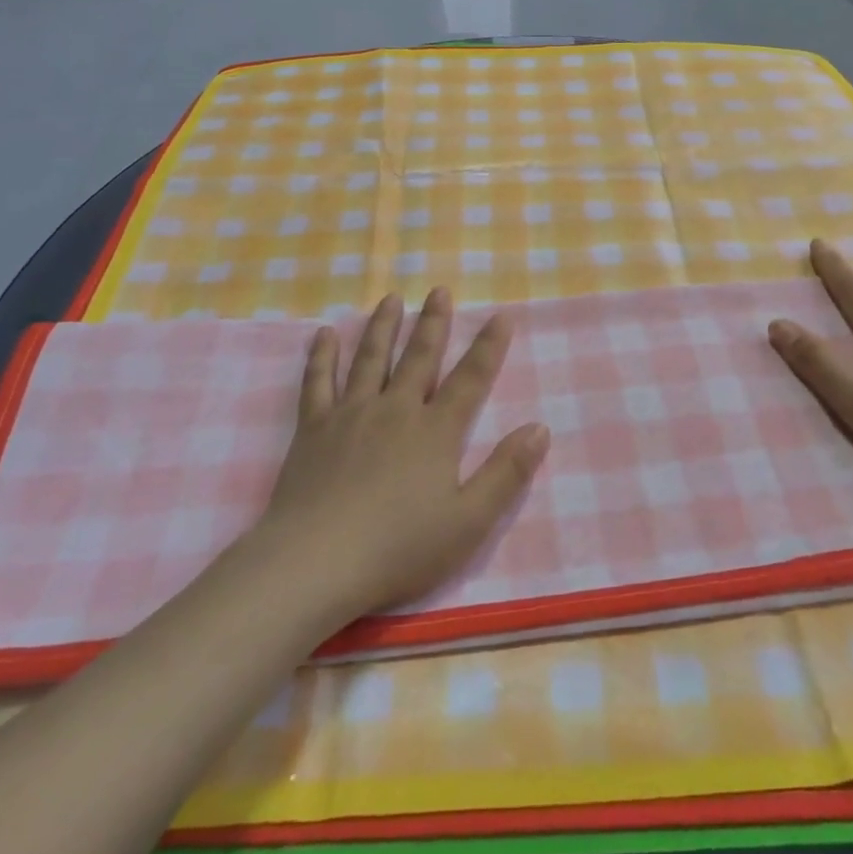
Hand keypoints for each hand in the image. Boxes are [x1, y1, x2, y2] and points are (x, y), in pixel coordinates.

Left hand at [254, 288, 549, 618]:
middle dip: (433, 322)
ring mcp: (350, 413)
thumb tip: (540, 428)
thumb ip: (506, 473)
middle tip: (439, 291)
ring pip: (369, 358)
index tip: (501, 316)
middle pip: (419, 357)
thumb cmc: (398, 548)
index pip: (470, 379)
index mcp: (435, 431)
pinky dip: (321, 356)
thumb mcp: (469, 522)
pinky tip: (323, 334)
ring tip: (391, 299)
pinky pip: (317, 381)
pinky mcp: (313, 427)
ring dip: (383, 326)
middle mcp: (395, 409)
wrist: (316, 562)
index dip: (489, 347)